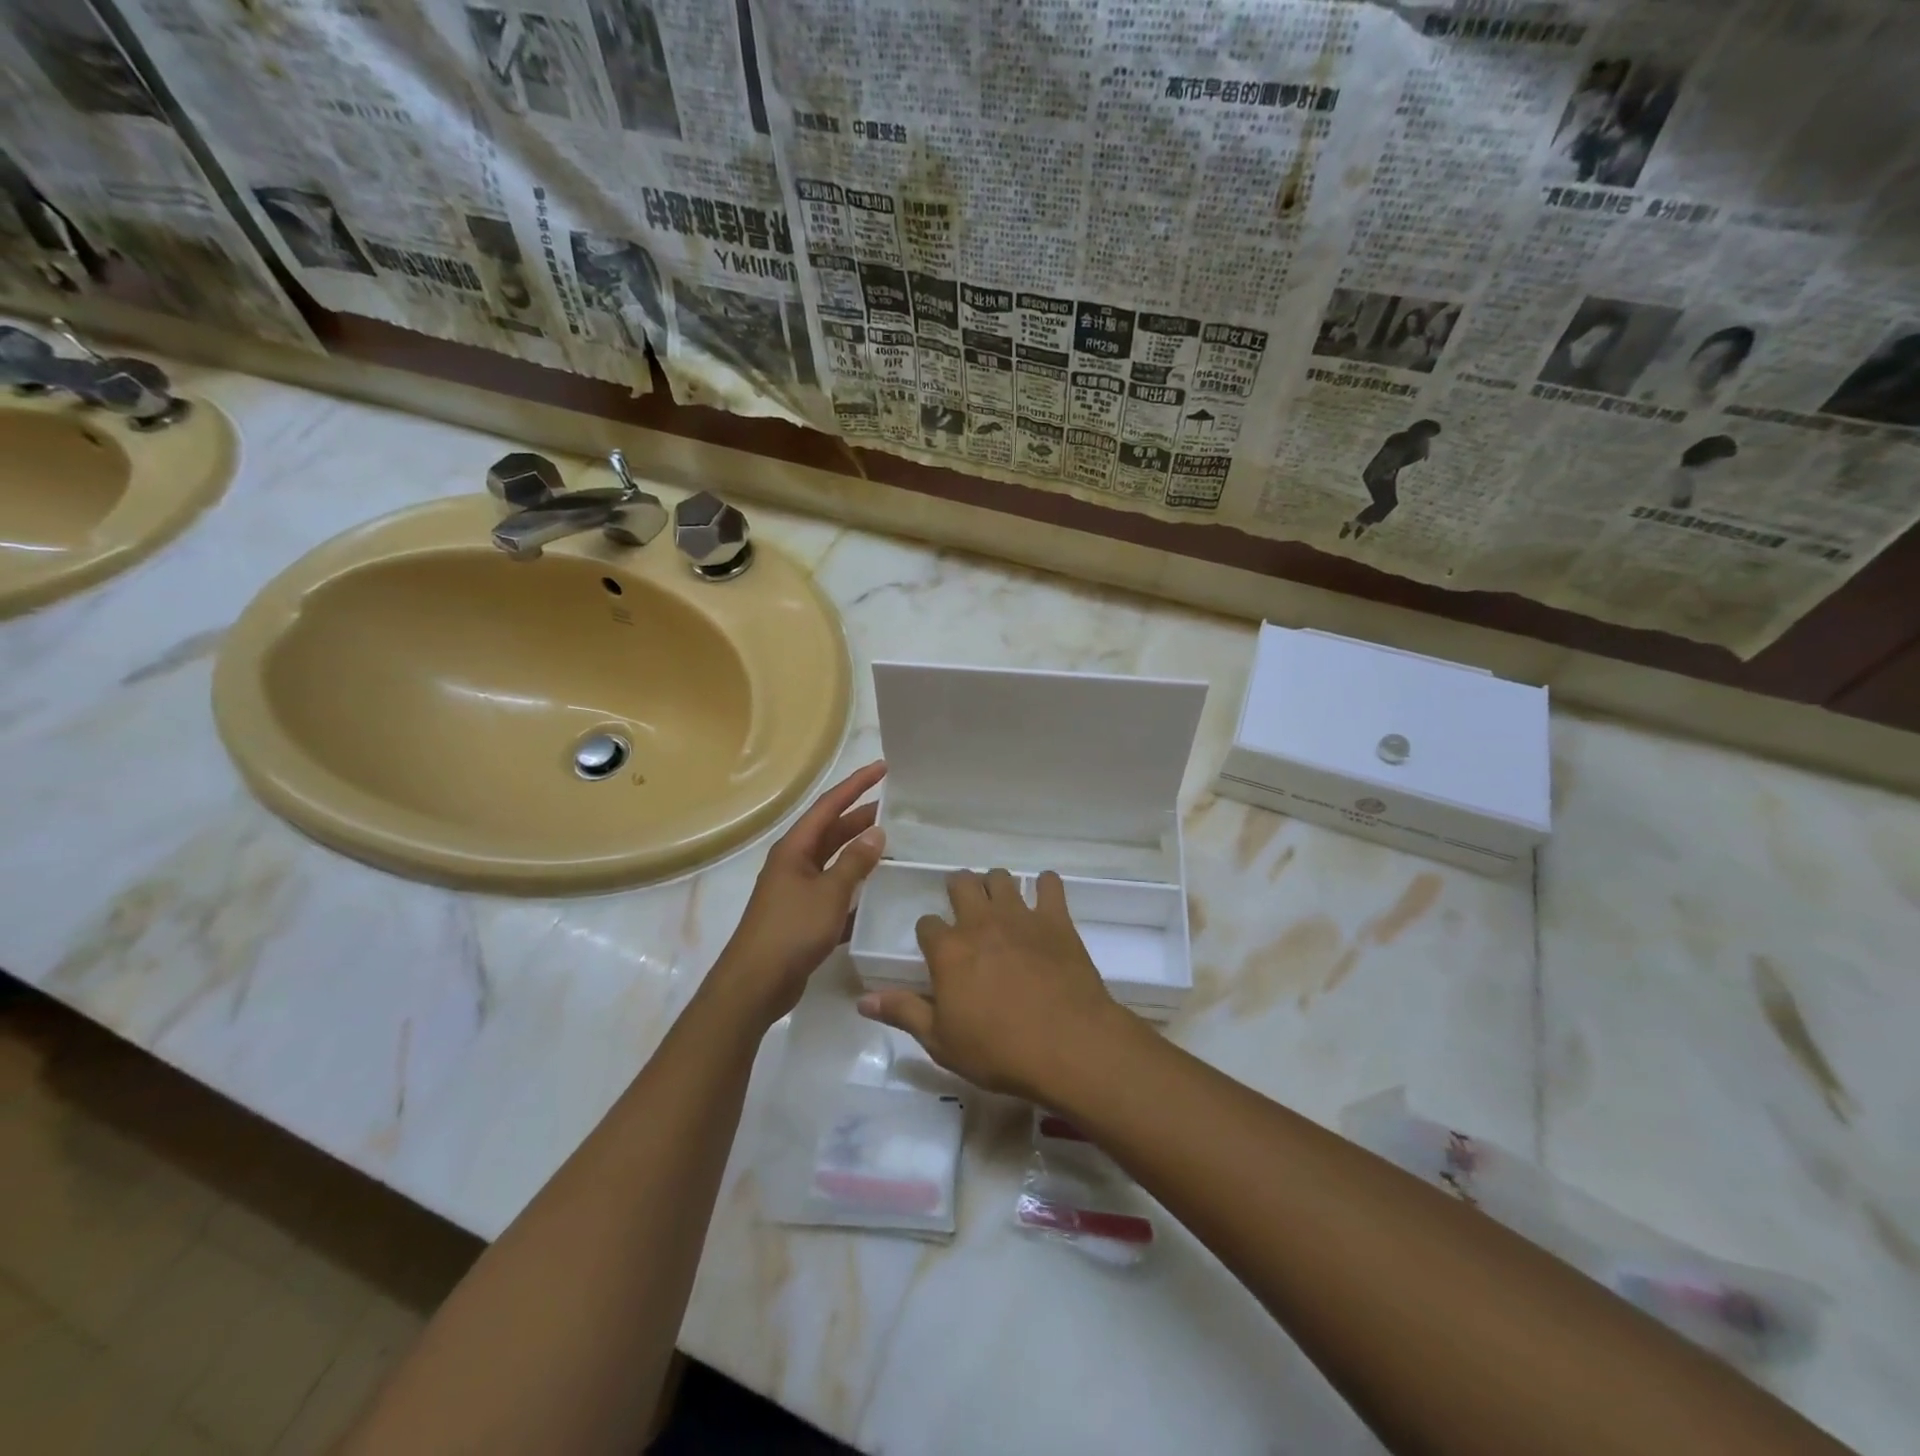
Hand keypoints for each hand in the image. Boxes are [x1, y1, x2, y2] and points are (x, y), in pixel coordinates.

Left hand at [711, 760, 886, 1023]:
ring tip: (894, 845)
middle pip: (832, 831)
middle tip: (897, 809)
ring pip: (834, 862)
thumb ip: (854, 862)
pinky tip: (878, 893)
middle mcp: (794, 863)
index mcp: (795, 848)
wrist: (756, 984)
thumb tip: (876, 832)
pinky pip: (834, 892)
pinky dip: (855, 888)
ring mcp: (797, 890)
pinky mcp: (803, 917)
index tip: (882, 768)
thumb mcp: (829, 893)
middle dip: (861, 818)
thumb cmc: (791, 930)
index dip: (856, 785)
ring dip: (860, 853)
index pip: (829, 806)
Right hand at [856, 868, 1133, 1100]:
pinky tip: (1044, 897)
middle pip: (962, 884)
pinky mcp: (1056, 920)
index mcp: (949, 950)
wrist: (1067, 1045)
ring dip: (996, 885)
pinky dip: (1045, 886)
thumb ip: (904, 1013)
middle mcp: (980, 922)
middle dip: (958, 889)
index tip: (935, 947)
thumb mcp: (941, 1041)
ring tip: (999, 902)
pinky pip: (1050, 885)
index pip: (927, 923)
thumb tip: (863, 1001)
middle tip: (964, 906)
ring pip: (1001, 878)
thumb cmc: (998, 1049)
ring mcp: (1020, 916)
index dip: (929, 933)